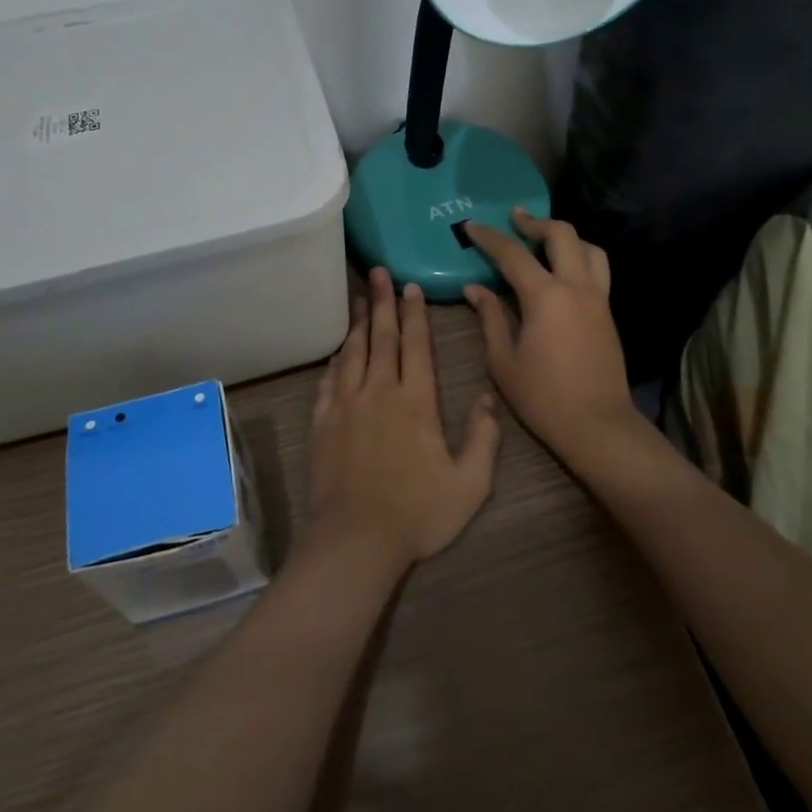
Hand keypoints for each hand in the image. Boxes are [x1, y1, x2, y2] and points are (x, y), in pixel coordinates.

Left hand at [305, 269, 500, 573]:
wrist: (355, 540)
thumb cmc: (417, 513)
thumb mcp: (469, 484)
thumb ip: (483, 438)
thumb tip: (488, 397)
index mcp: (416, 401)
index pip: (416, 345)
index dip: (414, 313)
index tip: (409, 286)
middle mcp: (379, 391)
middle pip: (382, 337)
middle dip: (382, 301)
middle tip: (378, 271)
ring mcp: (347, 404)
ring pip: (353, 351)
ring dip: (358, 321)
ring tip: (359, 296)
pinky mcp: (323, 421)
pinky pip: (329, 379)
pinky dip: (336, 358)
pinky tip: (339, 349)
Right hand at [461, 212, 649, 465]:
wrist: (598, 425)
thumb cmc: (543, 397)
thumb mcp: (503, 360)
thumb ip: (490, 317)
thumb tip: (475, 288)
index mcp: (546, 297)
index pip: (513, 254)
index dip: (489, 237)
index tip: (471, 225)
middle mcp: (576, 287)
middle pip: (562, 235)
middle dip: (535, 222)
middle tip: (514, 220)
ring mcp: (598, 298)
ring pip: (589, 248)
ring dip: (565, 236)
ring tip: (543, 240)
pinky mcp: (608, 312)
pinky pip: (597, 269)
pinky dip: (579, 256)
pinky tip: (561, 270)